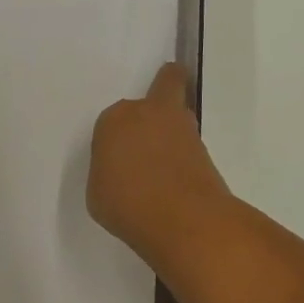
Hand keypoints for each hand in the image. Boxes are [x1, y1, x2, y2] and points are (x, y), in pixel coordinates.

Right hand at [88, 62, 233, 258]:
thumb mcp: (98, 193)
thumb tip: (124, 170)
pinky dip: (185, 154)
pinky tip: (176, 178)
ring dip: (174, 127)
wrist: (183, 218)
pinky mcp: (205, 147)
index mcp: (115, 119)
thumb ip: (108, 170)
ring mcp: (182, 127)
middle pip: (165, 84)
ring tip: (165, 161)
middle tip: (153, 123)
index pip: (113, 119)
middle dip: (164, 90)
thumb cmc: (128, 205)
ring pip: (180, 112)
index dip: (116, 138)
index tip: (116, 159)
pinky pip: (190, 143)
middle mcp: (149, 112)